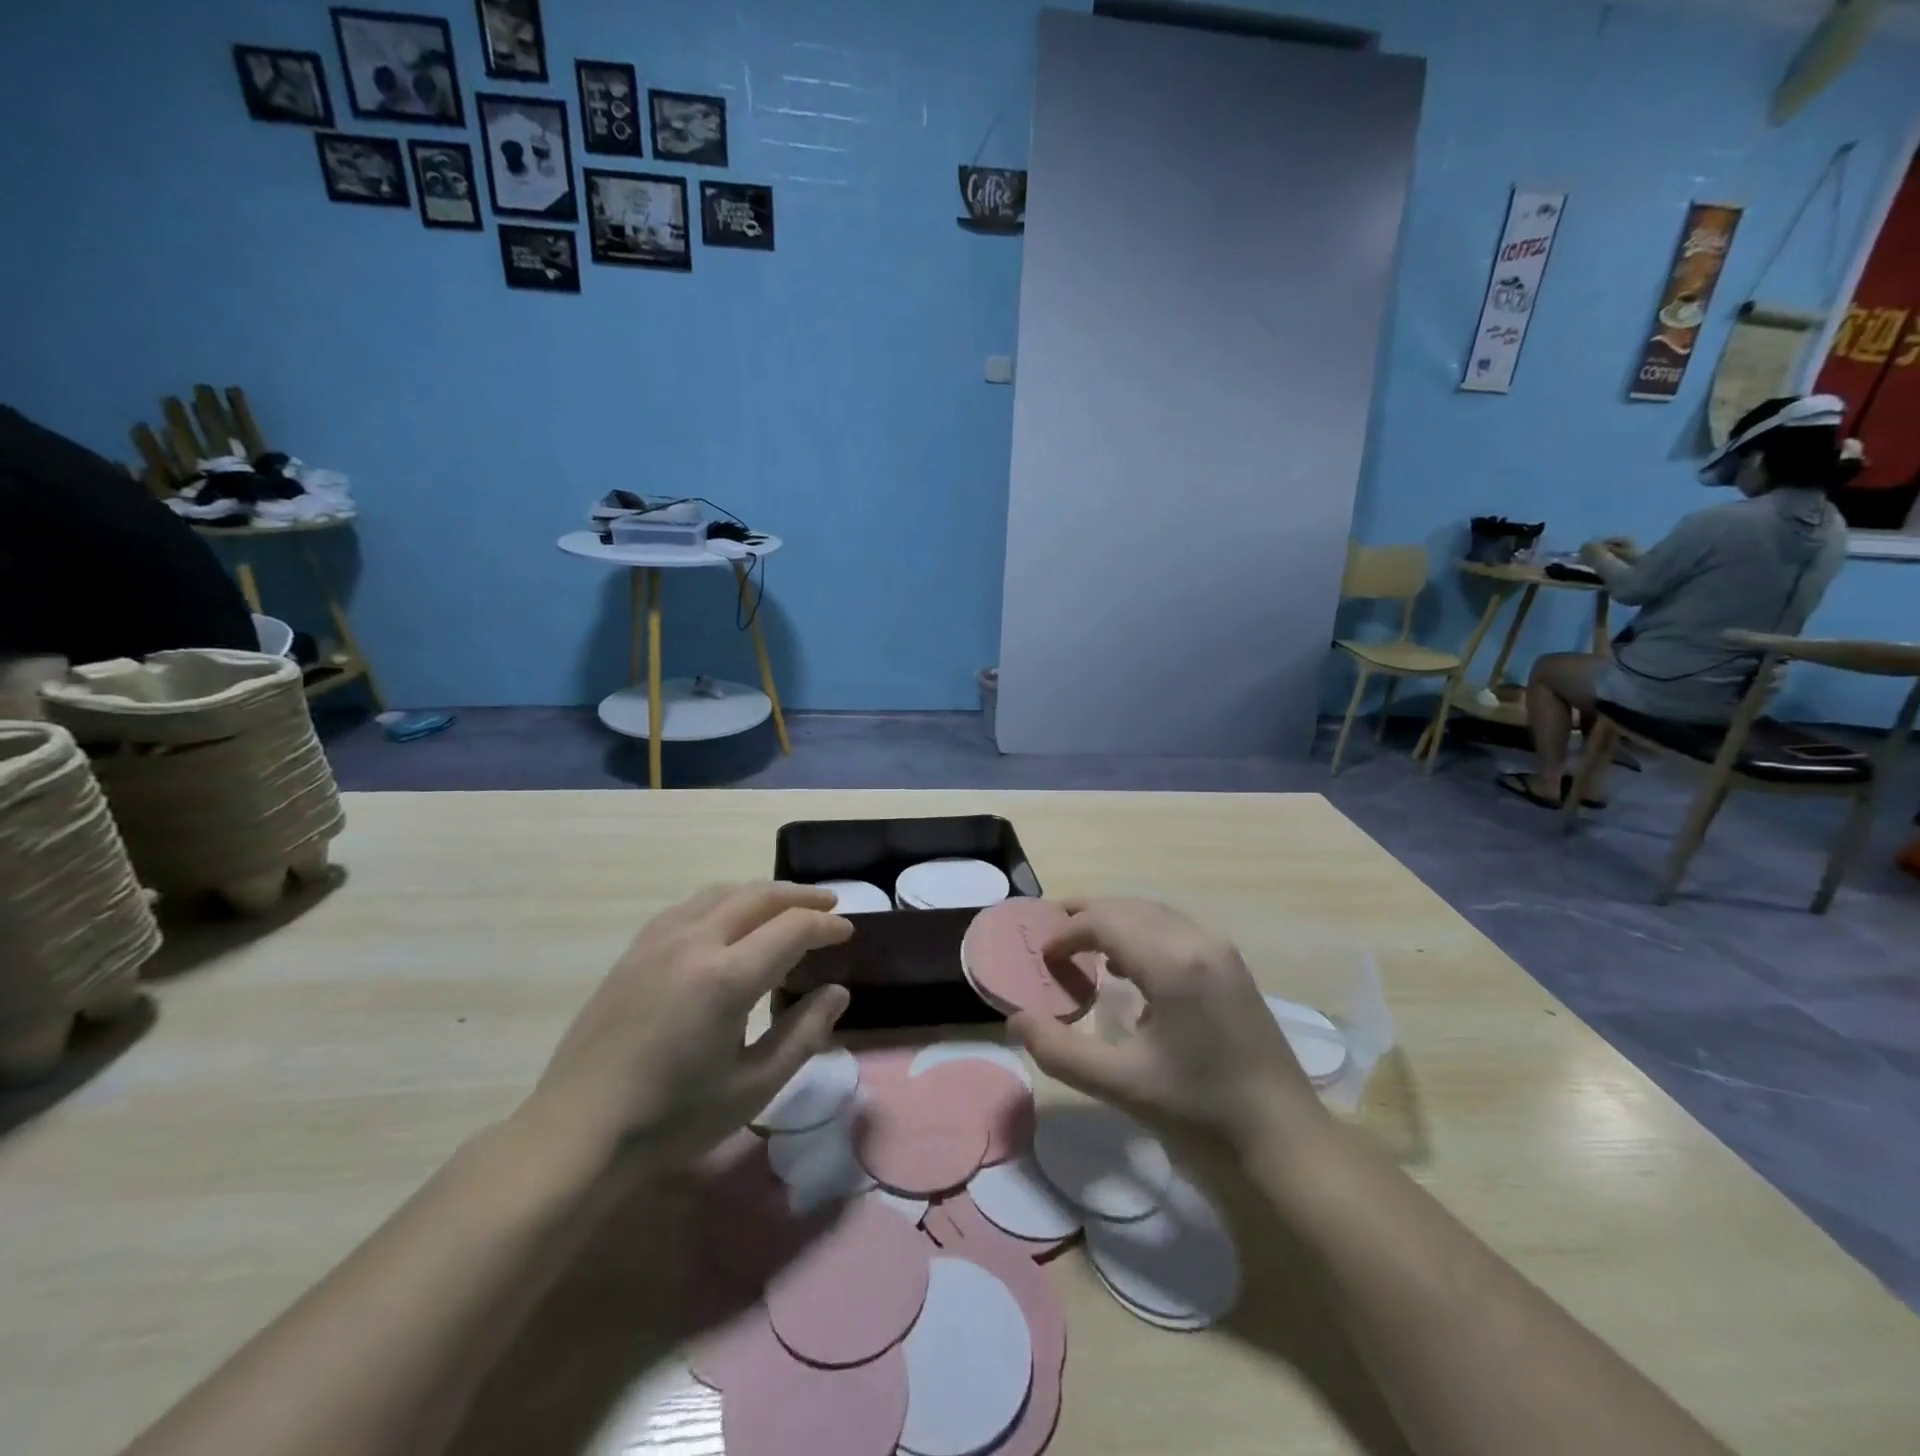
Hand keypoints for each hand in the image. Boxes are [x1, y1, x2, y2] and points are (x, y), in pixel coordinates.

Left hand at [525, 883, 852, 1167]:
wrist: (579, 1132)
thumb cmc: (673, 1118)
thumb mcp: (752, 1087)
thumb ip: (802, 1034)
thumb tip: (837, 993)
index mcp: (727, 977)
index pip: (792, 928)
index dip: (827, 926)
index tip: (848, 932)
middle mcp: (694, 943)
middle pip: (759, 896)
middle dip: (801, 897)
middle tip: (829, 906)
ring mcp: (659, 941)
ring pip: (722, 892)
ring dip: (762, 893)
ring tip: (786, 905)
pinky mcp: (635, 949)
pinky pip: (690, 905)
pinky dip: (724, 901)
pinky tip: (728, 919)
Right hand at [1006, 898, 1326, 1153]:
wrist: (1286, 1139)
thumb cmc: (1201, 1112)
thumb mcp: (1122, 1086)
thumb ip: (1061, 1052)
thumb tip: (1016, 1020)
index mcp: (1172, 962)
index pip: (1104, 920)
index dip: (1066, 932)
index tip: (1042, 958)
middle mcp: (1198, 940)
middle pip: (1127, 907)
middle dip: (1085, 916)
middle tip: (1050, 937)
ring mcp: (1220, 950)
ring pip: (1152, 913)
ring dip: (1113, 922)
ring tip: (1081, 947)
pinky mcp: (1232, 966)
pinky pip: (1174, 928)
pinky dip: (1141, 933)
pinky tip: (1128, 969)